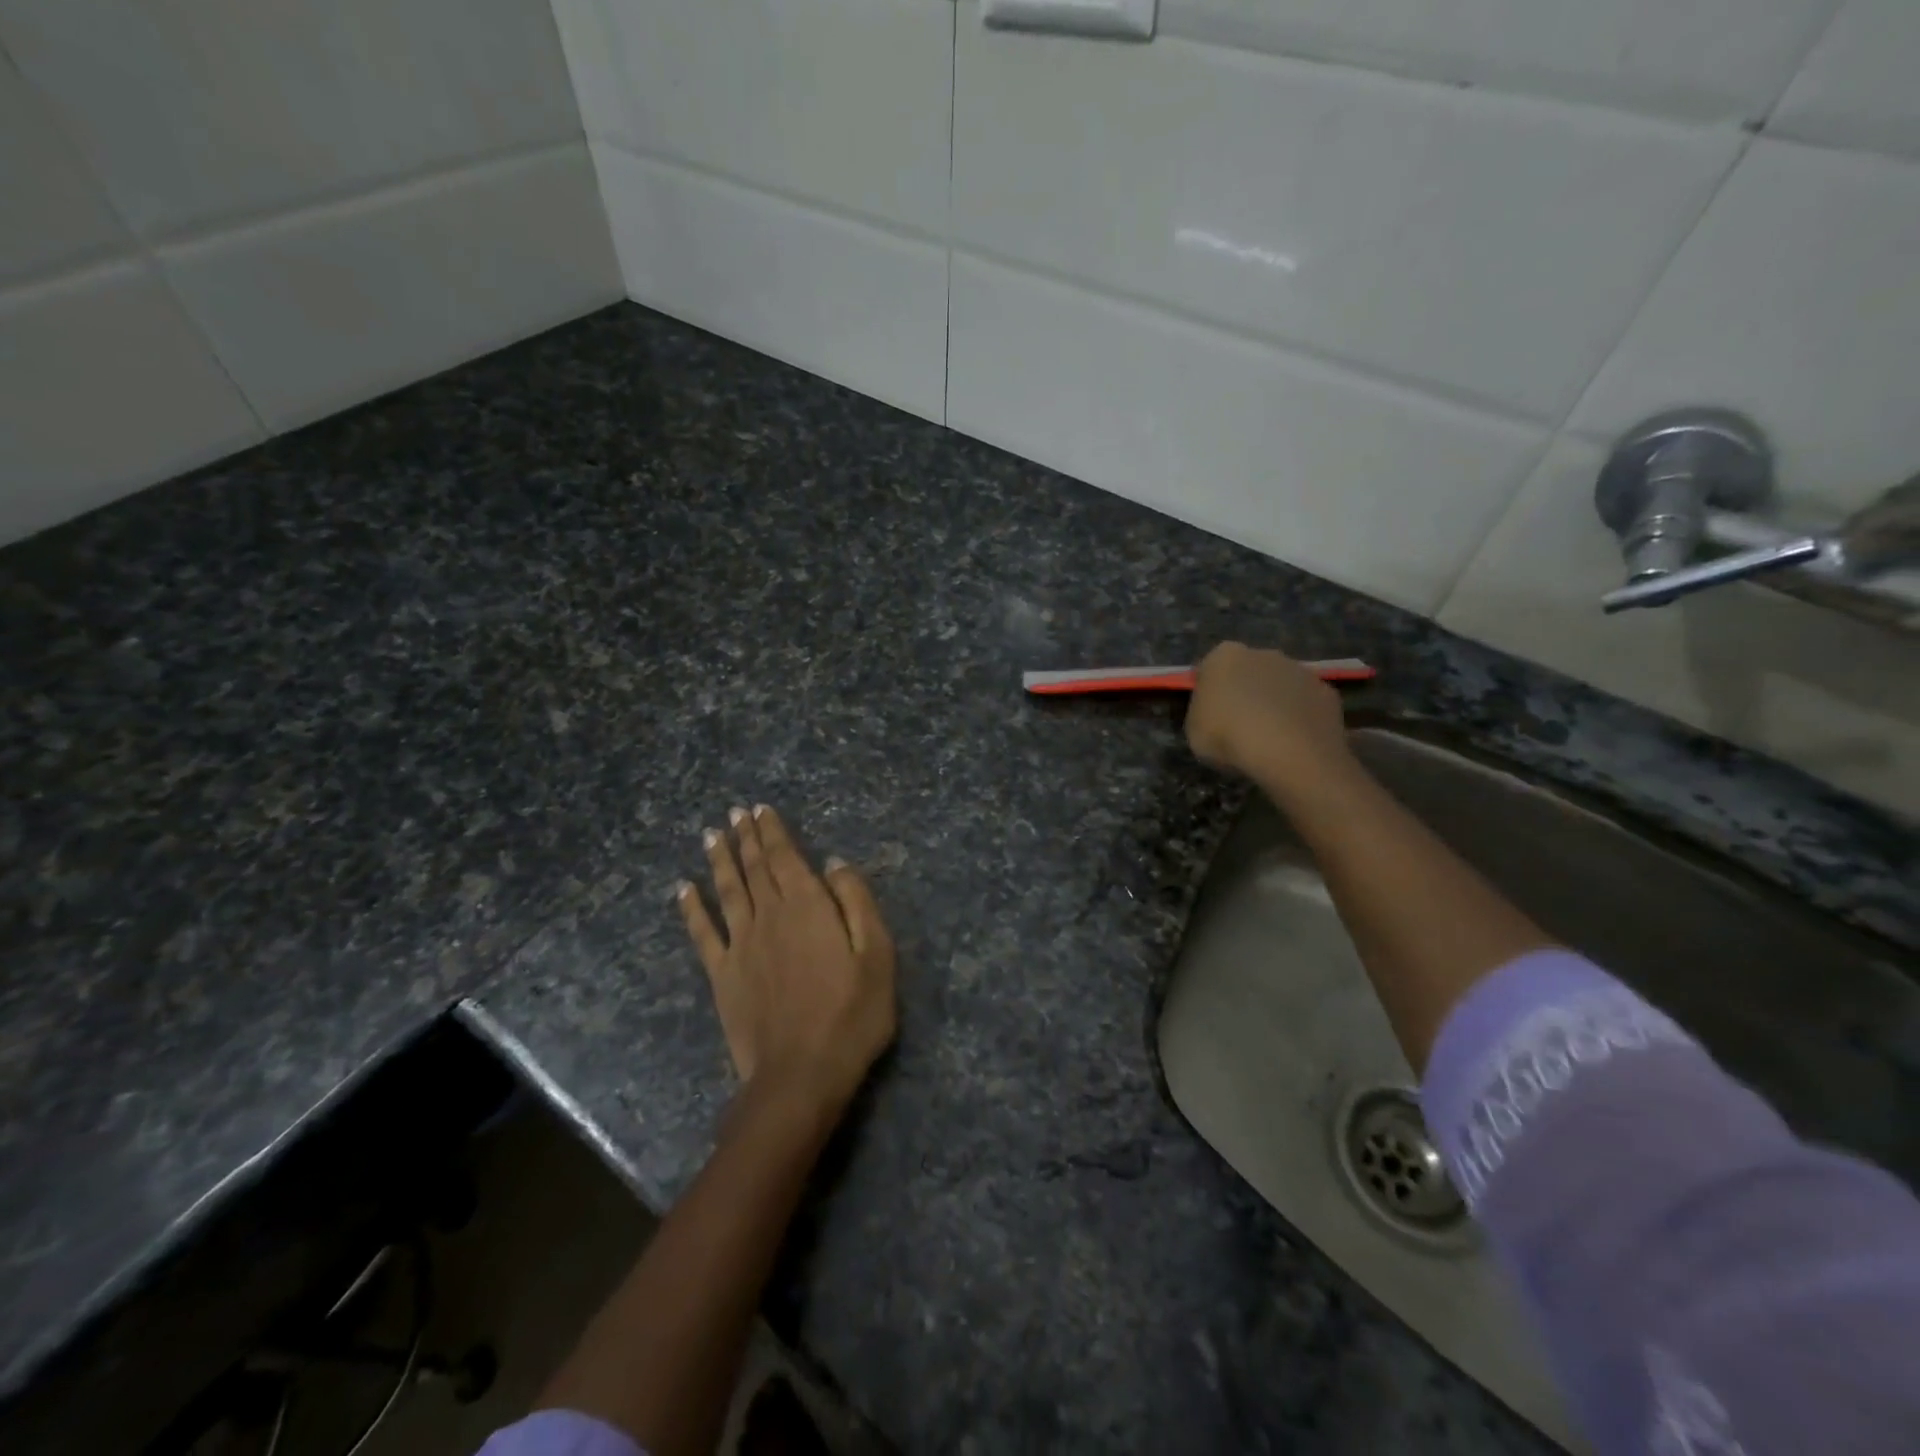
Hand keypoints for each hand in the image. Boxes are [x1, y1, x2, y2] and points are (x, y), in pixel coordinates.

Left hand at [678, 805, 895, 1116]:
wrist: (801, 1074)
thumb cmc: (851, 1013)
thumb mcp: (877, 954)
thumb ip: (855, 902)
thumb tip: (833, 862)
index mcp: (807, 907)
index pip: (785, 857)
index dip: (772, 831)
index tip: (760, 809)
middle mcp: (769, 916)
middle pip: (754, 868)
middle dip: (745, 837)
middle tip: (735, 813)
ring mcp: (741, 945)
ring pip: (727, 891)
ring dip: (719, 860)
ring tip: (712, 835)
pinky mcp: (722, 976)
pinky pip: (702, 934)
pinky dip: (691, 909)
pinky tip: (683, 889)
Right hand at [1185, 642, 1351, 790]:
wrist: (1287, 752)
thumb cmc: (1228, 736)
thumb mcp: (1193, 730)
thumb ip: (1202, 712)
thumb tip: (1214, 711)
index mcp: (1224, 656)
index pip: (1210, 668)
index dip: (1209, 691)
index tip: (1209, 714)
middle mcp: (1264, 653)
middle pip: (1249, 671)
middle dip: (1246, 691)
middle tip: (1240, 725)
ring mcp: (1300, 670)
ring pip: (1281, 685)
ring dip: (1275, 703)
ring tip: (1270, 738)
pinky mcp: (1327, 692)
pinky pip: (1306, 704)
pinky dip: (1300, 718)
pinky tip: (1294, 742)